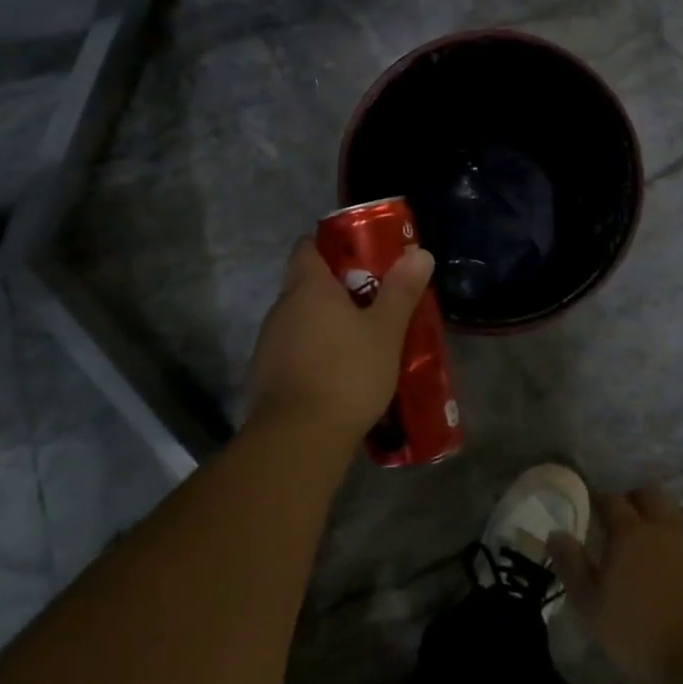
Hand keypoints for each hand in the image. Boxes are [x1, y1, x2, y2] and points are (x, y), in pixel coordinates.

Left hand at [243, 238, 434, 446]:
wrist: (299, 437)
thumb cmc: (347, 372)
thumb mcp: (386, 331)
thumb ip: (401, 291)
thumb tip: (419, 252)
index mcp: (308, 287)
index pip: (307, 247)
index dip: (330, 246)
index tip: (358, 257)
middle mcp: (281, 308)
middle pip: (304, 285)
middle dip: (334, 290)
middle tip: (371, 302)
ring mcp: (268, 343)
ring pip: (298, 321)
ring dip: (323, 325)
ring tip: (357, 342)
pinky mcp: (263, 376)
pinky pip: (291, 352)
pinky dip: (311, 355)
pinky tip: (335, 377)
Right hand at [548, 487, 682, 683]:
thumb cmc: (637, 634)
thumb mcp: (590, 605)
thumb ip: (571, 565)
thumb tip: (555, 533)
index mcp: (630, 532)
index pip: (611, 500)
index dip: (599, 499)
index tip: (590, 505)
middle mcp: (664, 529)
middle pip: (650, 495)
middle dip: (634, 499)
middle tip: (620, 517)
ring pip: (676, 515)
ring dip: (661, 518)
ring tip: (648, 541)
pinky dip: (681, 545)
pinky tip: (674, 567)